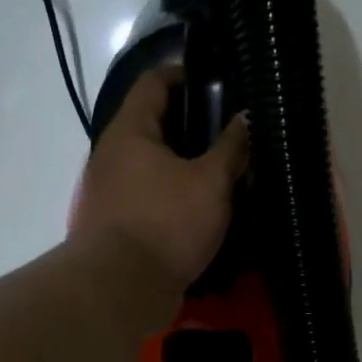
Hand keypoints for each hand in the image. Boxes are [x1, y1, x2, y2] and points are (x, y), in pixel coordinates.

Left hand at [73, 66, 249, 294]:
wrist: (122, 288)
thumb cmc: (166, 222)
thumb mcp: (211, 183)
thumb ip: (232, 148)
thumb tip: (247, 118)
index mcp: (131, 131)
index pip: (153, 82)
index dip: (183, 73)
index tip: (216, 79)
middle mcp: (115, 154)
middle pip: (155, 124)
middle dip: (193, 124)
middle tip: (232, 128)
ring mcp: (114, 190)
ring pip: (156, 163)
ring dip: (188, 163)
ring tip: (227, 167)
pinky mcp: (121, 222)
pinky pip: (154, 194)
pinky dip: (178, 193)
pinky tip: (208, 204)